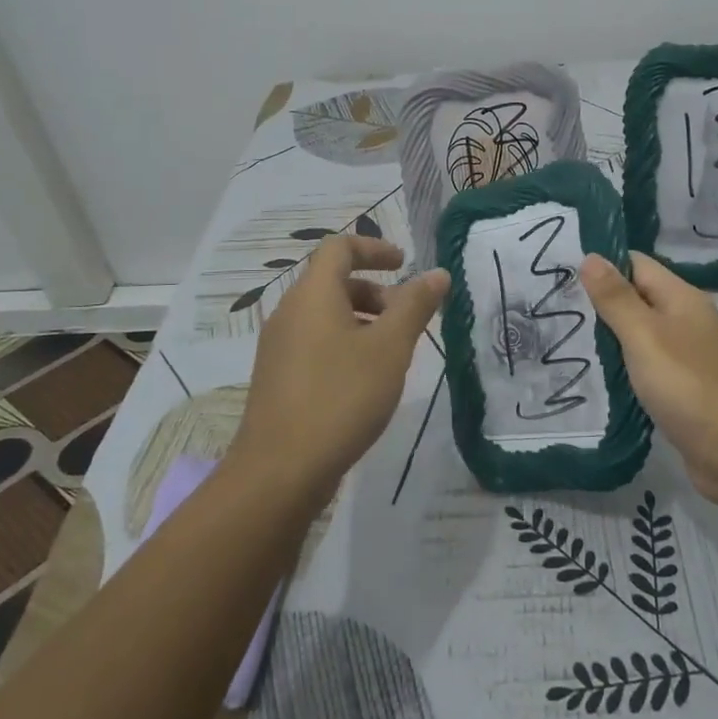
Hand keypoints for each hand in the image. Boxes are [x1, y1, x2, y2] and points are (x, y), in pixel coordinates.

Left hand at [234, 235, 448, 505]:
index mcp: (313, 295)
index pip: (339, 247)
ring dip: (363, 321)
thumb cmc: (341, 397)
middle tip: (407, 320)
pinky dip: (345, 344)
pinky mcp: (279, 378)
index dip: (374, 248)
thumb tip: (438, 273)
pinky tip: (366, 382)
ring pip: (326, 316)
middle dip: (376, 292)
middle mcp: (290, 313)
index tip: (405, 264)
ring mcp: (279, 347)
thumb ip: (415, 306)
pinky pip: (316, 343)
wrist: (280, 470)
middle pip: (334, 282)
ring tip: (393, 355)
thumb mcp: (390, 348)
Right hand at [581, 251, 717, 511]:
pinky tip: (595, 377)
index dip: (601, 265)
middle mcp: (686, 320)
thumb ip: (616, 298)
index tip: (559, 273)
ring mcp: (686, 357)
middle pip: (638, 299)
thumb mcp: (645, 335)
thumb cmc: (688, 385)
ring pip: (640, 336)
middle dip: (600, 303)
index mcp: (681, 298)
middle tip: (553, 308)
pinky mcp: (682, 389)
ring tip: (562, 340)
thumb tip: (590, 256)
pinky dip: (623, 369)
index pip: (636, 264)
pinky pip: (646, 368)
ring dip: (609, 338)